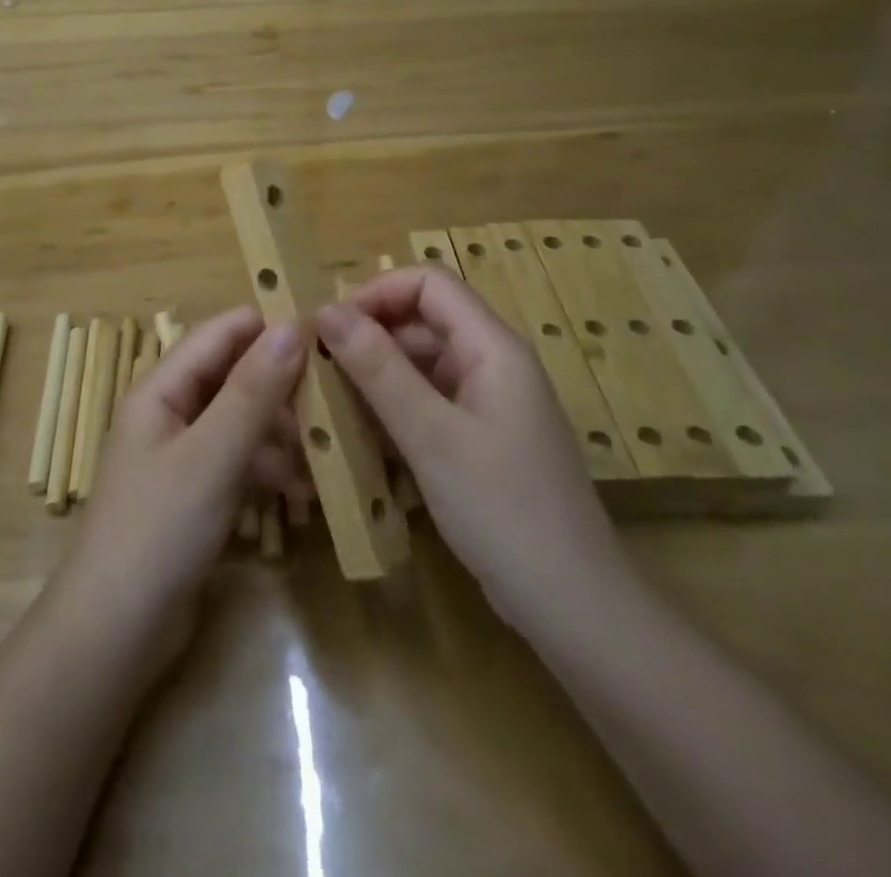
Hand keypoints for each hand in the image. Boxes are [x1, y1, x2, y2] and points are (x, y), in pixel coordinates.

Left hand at [50, 307, 309, 666]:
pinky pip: (240, 462)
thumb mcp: (212, 456)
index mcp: (161, 389)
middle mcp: (170, 412)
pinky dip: (269, 471)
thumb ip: (253, 391)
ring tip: (323, 459)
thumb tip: (291, 326)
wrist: (116, 633)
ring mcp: (183, 454)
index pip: (219, 333)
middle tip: (336, 402)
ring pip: (242, 421)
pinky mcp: (196, 492)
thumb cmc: (159, 530)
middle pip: (234, 377)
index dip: (267, 326)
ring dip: (282, 436)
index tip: (325, 332)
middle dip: (282, 388)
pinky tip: (301, 496)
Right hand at [314, 268, 620, 620]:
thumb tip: (326, 309)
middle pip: (423, 319)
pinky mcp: (480, 436)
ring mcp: (488, 401)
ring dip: (375, 373)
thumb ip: (378, 369)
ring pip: (421, 361)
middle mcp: (492, 362)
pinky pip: (428, 399)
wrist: (573, 606)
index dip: (376, 292)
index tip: (329, 327)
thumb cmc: (502, 511)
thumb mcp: (430, 436)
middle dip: (368, 334)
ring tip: (328, 401)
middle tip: (317, 368)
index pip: (429, 282)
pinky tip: (360, 434)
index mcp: (492, 346)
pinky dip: (393, 407)